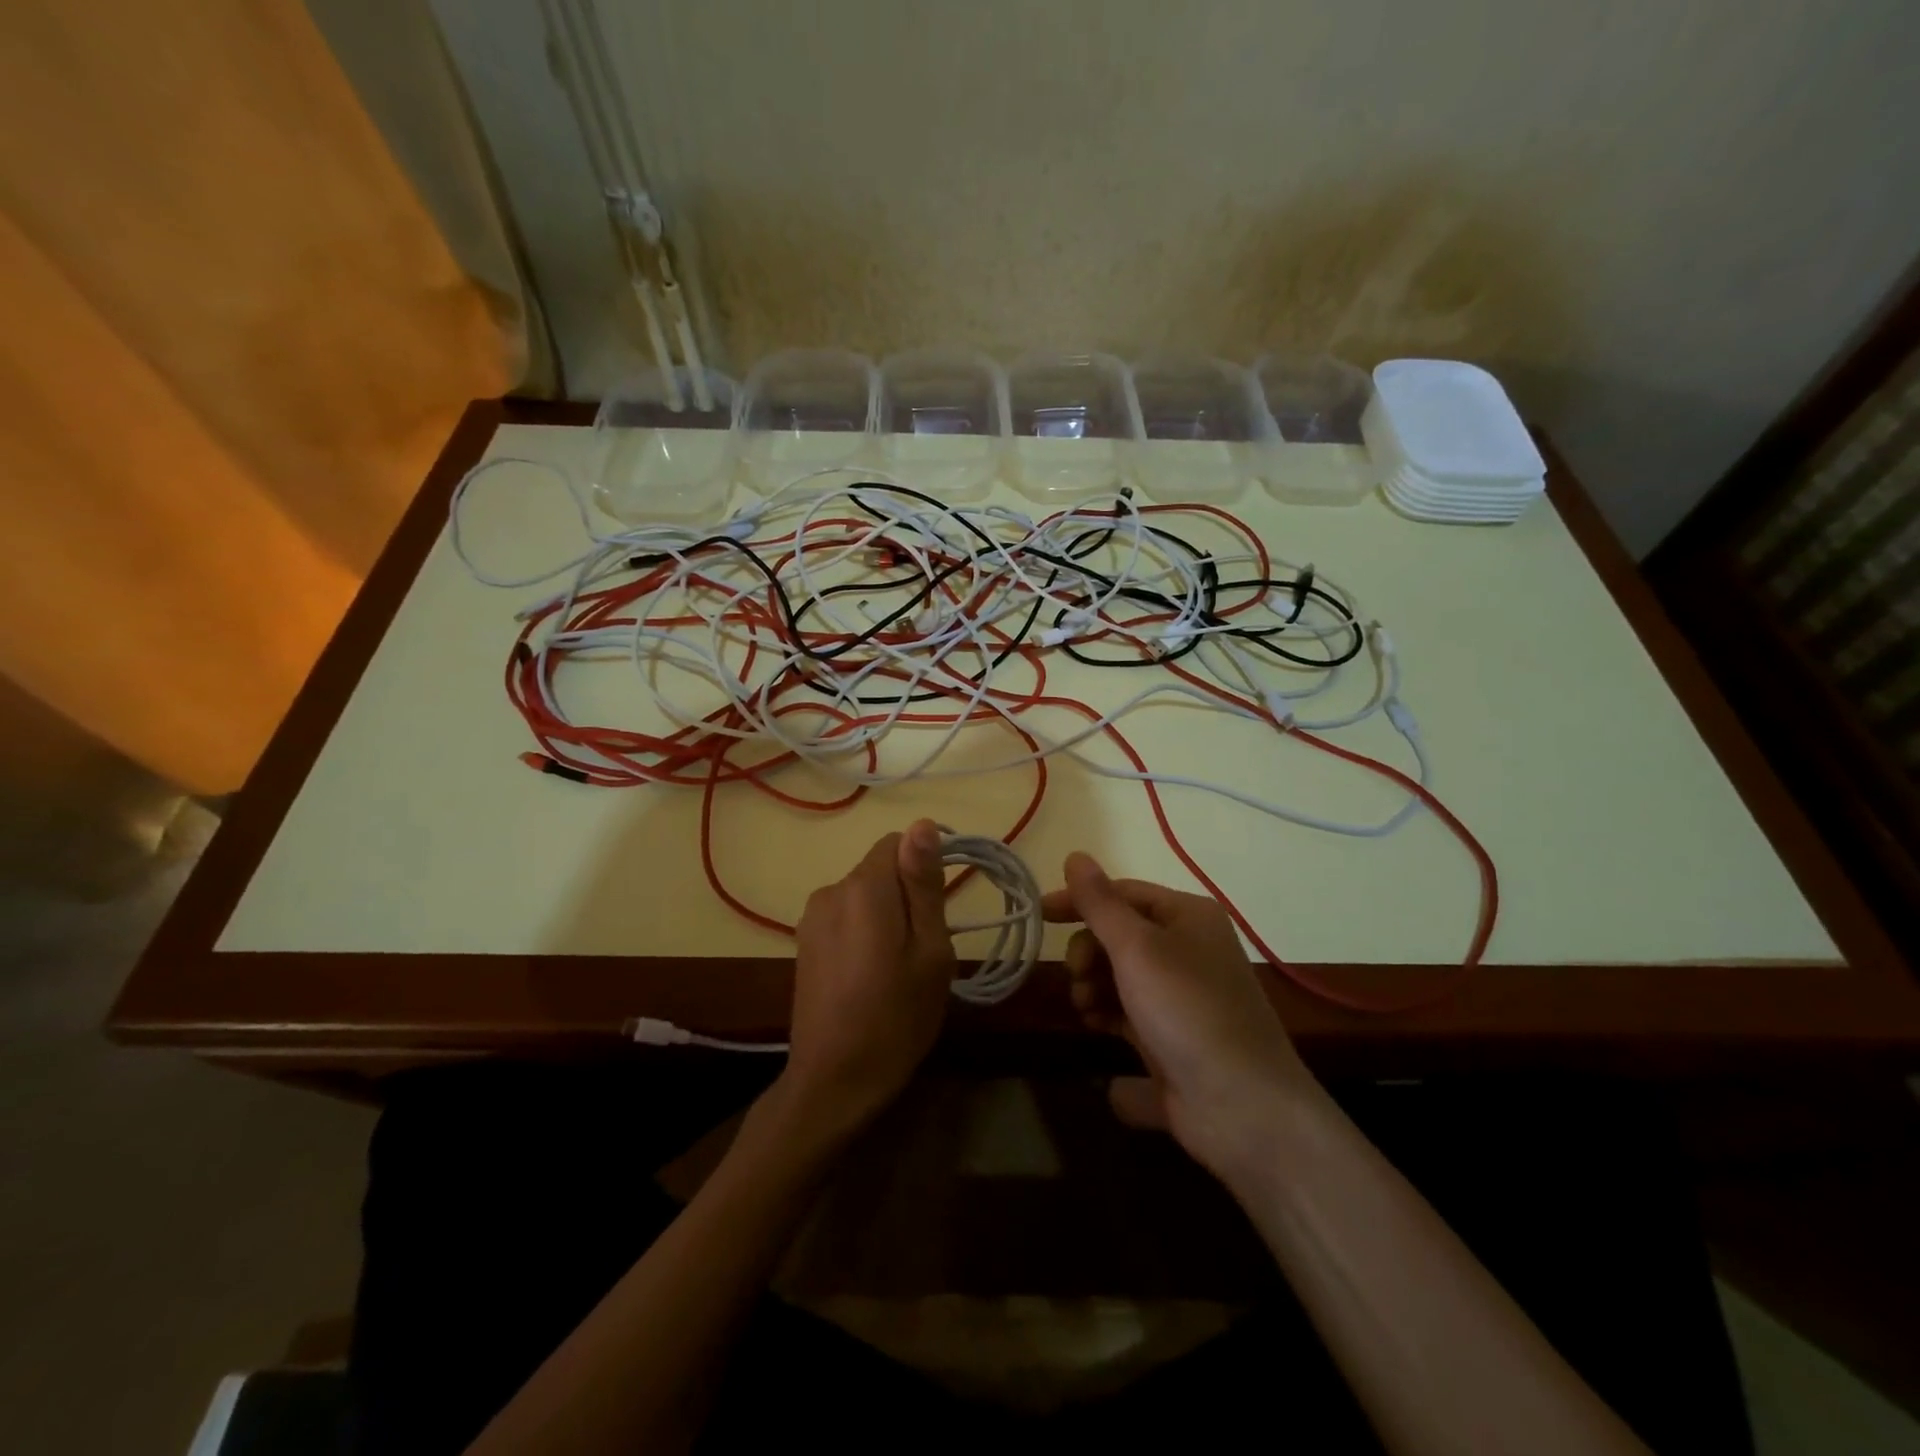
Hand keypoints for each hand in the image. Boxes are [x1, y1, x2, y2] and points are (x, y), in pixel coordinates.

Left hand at [782, 820, 955, 1132]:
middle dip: (907, 894)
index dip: (925, 866)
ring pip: (864, 894)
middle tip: (926, 947)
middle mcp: (831, 891)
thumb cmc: (896, 1017)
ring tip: (900, 965)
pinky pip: (846, 916)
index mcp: (863, 888)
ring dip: (886, 913)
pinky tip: (871, 974)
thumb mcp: (930, 950)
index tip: (941, 907)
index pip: (897, 842)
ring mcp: (812, 917)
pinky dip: (865, 931)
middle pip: (880, 869)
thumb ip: (924, 883)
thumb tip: (923, 823)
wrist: (834, 1082)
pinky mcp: (804, 941)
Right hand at [1042, 852, 1320, 1179]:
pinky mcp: (1172, 1039)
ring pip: (1118, 977)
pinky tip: (1097, 1032)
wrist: (1243, 1109)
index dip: (1078, 901)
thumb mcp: (1137, 948)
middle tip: (1080, 979)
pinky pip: (1128, 1016)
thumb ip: (1100, 903)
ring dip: (1093, 988)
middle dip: (1089, 955)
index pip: (1121, 893)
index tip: (1037, 916)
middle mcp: (1187, 950)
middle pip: (1117, 936)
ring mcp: (1181, 997)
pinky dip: (1108, 1019)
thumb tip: (1075, 855)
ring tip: (1088, 1010)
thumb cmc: (1188, 1011)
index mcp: (1187, 917)